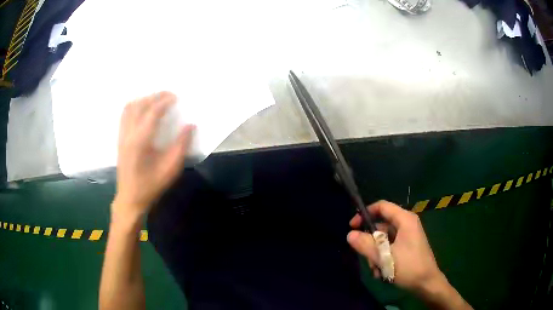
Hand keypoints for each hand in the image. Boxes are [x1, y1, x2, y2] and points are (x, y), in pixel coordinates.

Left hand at [113, 91, 194, 218]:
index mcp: (140, 141)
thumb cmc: (151, 186)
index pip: (152, 112)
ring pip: (129, 108)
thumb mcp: (170, 169)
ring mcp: (122, 136)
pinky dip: (134, 106)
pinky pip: (125, 115)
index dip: (164, 101)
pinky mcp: (120, 139)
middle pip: (139, 105)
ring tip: (157, 100)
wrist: (130, 198)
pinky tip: (143, 110)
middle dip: (154, 96)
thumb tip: (190, 126)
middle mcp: (128, 134)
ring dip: (143, 100)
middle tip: (169, 95)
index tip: (176, 97)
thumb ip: (181, 146)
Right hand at [347, 200, 442, 292]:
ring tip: (377, 270)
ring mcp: (407, 237)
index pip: (382, 207)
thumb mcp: (384, 257)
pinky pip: (389, 248)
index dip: (365, 214)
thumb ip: (366, 245)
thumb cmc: (408, 267)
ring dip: (376, 255)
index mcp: (405, 220)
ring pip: (383, 240)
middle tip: (366, 258)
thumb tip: (350, 234)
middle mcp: (406, 225)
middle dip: (371, 243)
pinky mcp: (407, 247)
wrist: (426, 283)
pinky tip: (382, 273)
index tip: (352, 226)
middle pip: (381, 227)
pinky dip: (383, 259)